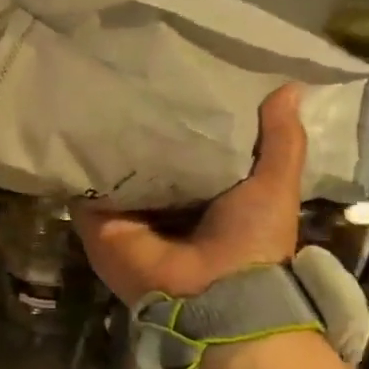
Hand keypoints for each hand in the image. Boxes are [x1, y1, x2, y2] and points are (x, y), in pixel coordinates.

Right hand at [72, 84, 305, 304]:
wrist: (213, 296)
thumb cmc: (250, 240)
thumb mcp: (275, 184)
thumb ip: (281, 140)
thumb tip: (290, 87)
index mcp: (203, 195)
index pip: (189, 147)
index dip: (186, 117)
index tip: (180, 75)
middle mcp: (162, 203)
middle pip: (146, 155)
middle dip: (142, 122)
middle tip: (133, 73)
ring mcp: (127, 213)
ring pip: (112, 167)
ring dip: (107, 136)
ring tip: (100, 86)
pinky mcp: (97, 222)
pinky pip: (84, 186)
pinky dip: (80, 161)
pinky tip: (78, 120)